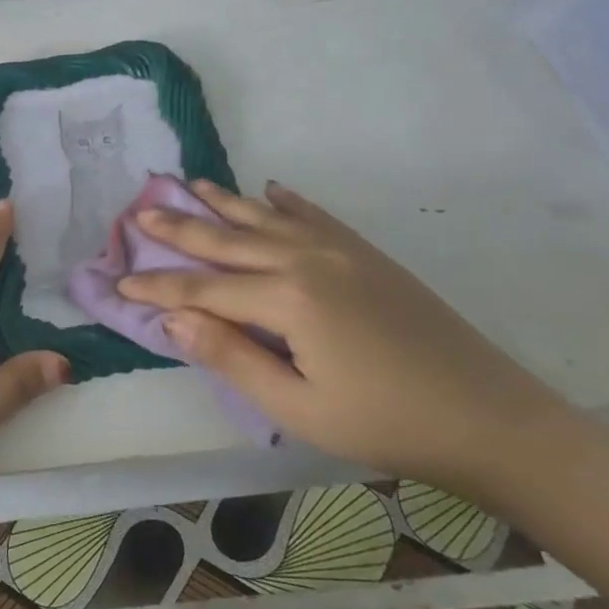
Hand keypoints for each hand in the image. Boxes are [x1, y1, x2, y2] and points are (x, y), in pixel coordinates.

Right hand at [119, 180, 570, 493]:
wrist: (490, 417)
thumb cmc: (386, 424)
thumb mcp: (298, 408)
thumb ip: (231, 357)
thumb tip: (173, 321)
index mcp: (287, 298)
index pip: (202, 289)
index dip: (158, 289)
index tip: (119, 283)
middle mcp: (306, 259)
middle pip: (227, 239)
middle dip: (179, 228)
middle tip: (139, 211)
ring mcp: (340, 251)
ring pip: (266, 218)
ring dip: (224, 203)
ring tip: (190, 184)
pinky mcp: (366, 254)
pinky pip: (315, 216)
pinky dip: (286, 202)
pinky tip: (270, 190)